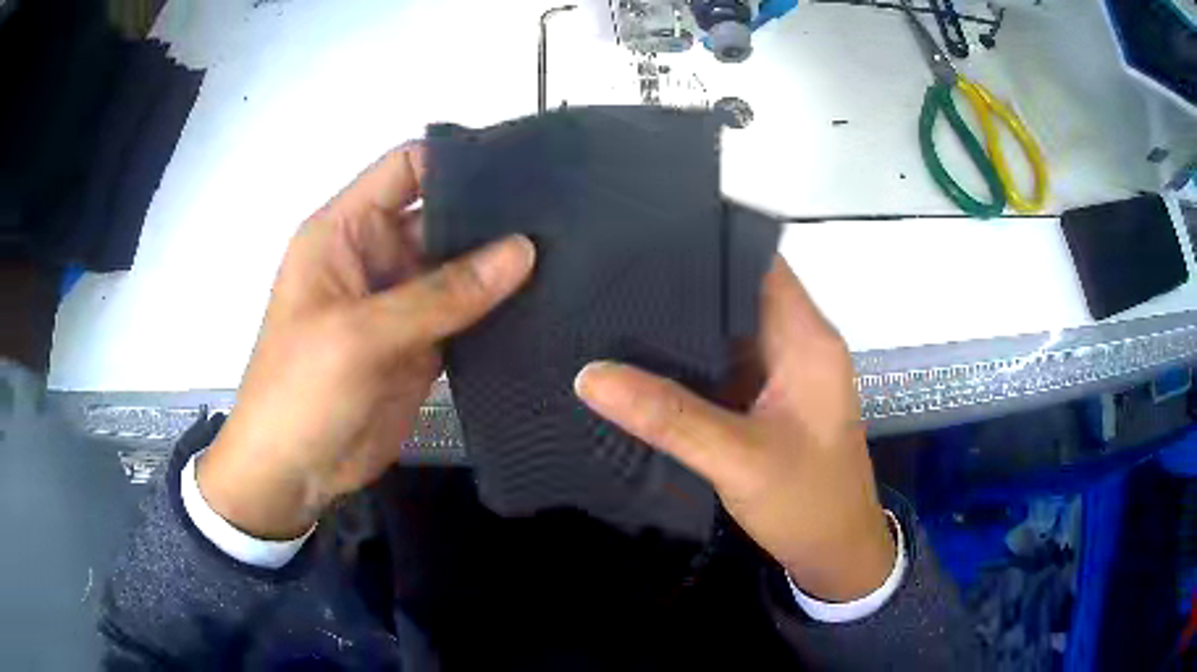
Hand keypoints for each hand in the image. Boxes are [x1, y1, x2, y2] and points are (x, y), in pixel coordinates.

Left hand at [198, 144, 535, 539]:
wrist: (292, 473)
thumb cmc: (301, 391)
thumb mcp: (361, 336)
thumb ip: (441, 294)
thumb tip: (522, 251)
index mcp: (345, 231)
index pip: (407, 169)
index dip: (459, 162)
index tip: (524, 168)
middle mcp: (376, 256)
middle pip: (442, 216)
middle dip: (494, 215)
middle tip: (563, 216)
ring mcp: (401, 302)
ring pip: (461, 268)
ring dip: (503, 265)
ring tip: (570, 253)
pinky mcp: (421, 344)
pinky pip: (467, 315)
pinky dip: (499, 311)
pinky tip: (547, 303)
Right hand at [575, 257, 894, 601]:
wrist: (835, 552)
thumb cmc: (806, 502)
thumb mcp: (738, 459)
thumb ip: (668, 417)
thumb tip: (589, 375)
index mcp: (806, 339)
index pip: (759, 262)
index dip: (710, 240)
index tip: (646, 232)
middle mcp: (797, 343)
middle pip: (738, 292)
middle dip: (683, 281)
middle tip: (613, 270)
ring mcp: (781, 373)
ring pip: (728, 329)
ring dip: (683, 322)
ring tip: (616, 304)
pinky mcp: (766, 399)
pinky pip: (724, 364)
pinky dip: (689, 360)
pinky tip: (642, 358)